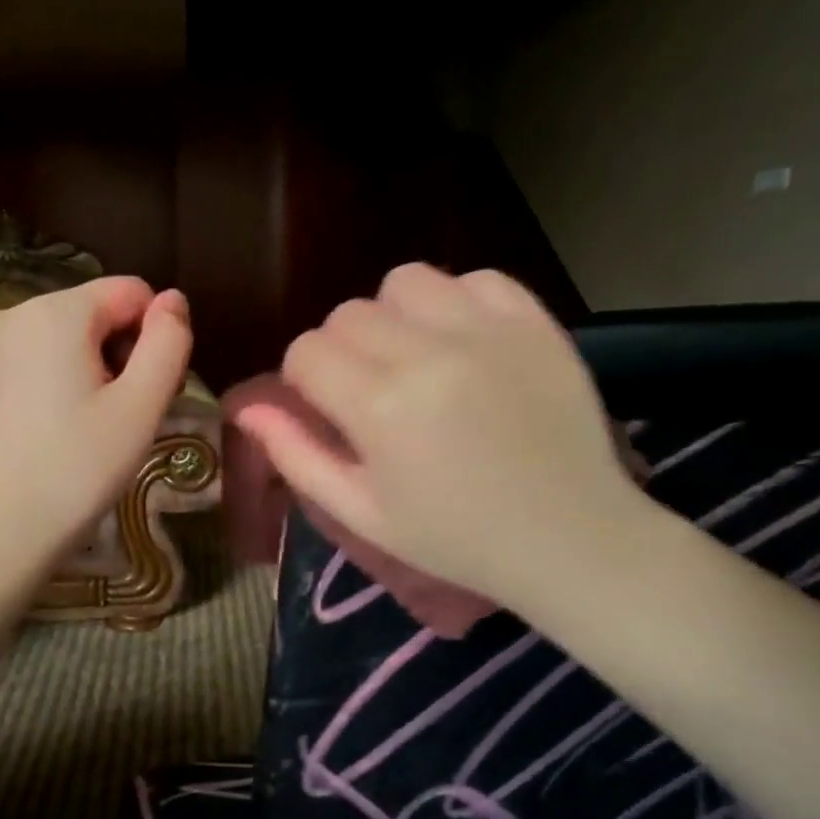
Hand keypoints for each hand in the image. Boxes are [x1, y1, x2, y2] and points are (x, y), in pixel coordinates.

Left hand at [0, 277, 191, 567]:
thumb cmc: (77, 468)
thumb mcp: (141, 407)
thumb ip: (168, 342)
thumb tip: (174, 300)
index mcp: (57, 311)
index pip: (133, 292)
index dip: (155, 338)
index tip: (148, 394)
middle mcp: (15, 313)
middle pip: (97, 312)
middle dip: (122, 354)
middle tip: (123, 418)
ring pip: (66, 338)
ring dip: (92, 371)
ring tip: (90, 429)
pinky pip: (34, 361)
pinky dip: (56, 384)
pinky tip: (54, 433)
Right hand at [232, 263, 649, 610]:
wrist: (570, 539)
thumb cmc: (456, 539)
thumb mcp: (362, 514)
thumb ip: (297, 457)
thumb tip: (249, 410)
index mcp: (378, 407)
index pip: (306, 350)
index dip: (306, 379)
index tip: (329, 408)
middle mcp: (426, 353)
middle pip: (348, 314)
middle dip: (344, 350)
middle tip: (372, 391)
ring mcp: (485, 331)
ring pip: (406, 282)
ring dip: (396, 316)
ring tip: (416, 357)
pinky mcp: (535, 323)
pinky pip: (476, 278)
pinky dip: (459, 302)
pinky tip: (466, 343)